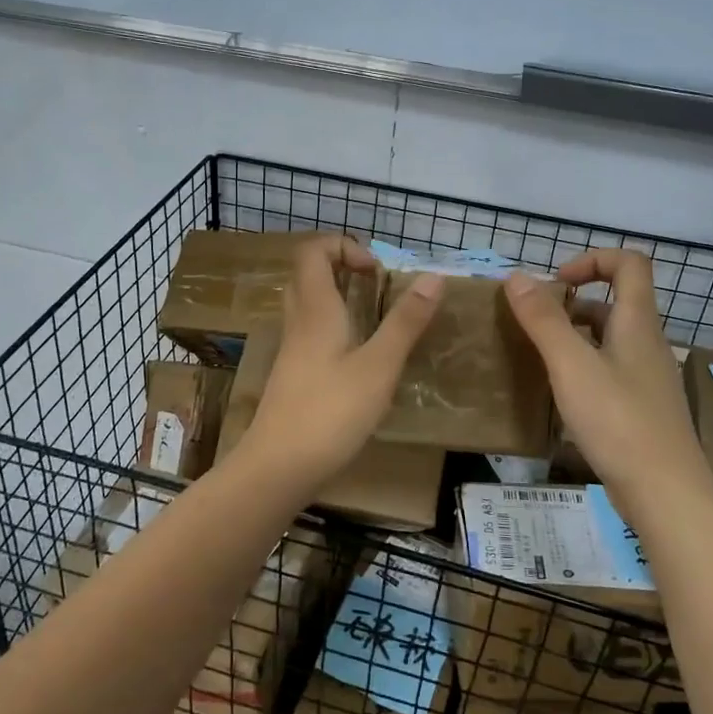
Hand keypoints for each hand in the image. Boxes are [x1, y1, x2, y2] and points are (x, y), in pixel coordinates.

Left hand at [240, 235, 442, 486]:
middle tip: (375, 286)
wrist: (278, 467)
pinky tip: (358, 355)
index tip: (377, 271)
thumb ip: (405, 322)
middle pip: (307, 273)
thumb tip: (433, 277)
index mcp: (316, 309)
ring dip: (337, 296)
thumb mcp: (379, 366)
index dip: (343, 246)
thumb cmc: (331, 412)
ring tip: (372, 316)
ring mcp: (291, 349)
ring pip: (307, 303)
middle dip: (341, 267)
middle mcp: (298, 321)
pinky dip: (333, 325)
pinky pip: (309, 330)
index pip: (313, 251)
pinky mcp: (292, 374)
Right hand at [505, 250, 706, 515]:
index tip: (555, 283)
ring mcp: (647, 378)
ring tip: (538, 356)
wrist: (666, 495)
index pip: (629, 263)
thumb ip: (543, 320)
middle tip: (534, 323)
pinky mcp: (641, 409)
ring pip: (609, 339)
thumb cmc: (619, 421)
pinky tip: (559, 394)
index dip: (592, 259)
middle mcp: (647, 344)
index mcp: (637, 323)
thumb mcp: (572, 366)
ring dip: (574, 336)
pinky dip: (582, 368)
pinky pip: (610, 371)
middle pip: (615, 302)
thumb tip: (516, 276)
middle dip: (572, 303)